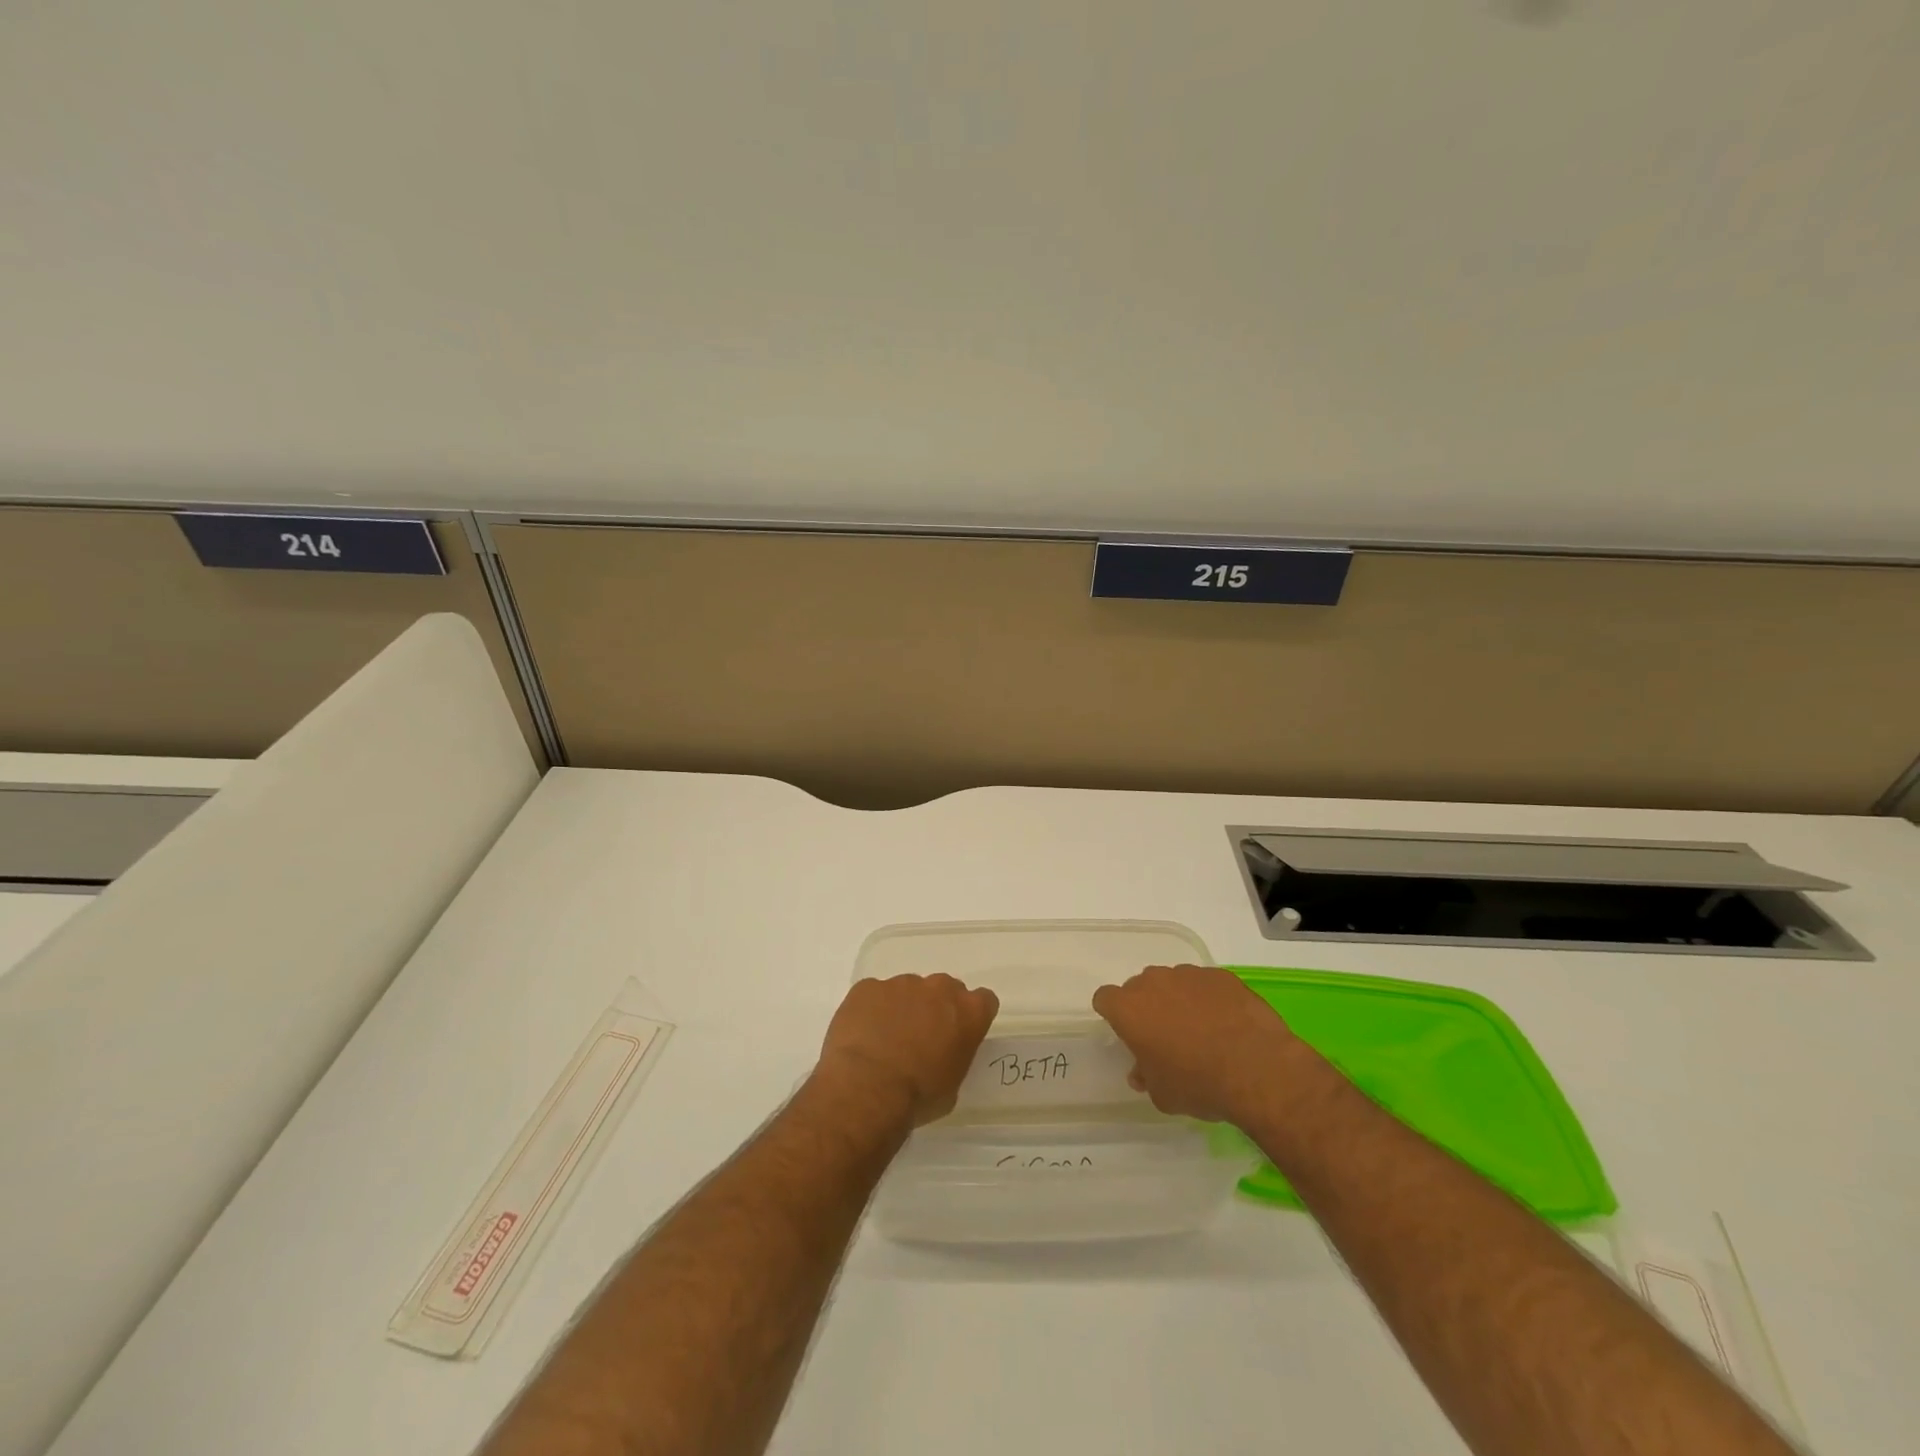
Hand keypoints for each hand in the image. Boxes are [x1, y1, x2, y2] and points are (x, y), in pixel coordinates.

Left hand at [816, 974, 999, 1127]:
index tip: (960, 1034)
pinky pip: (874, 994)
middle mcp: (939, 988)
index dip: (972, 1016)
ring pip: (907, 990)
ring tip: (884, 1040)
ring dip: (902, 1008)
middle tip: (921, 1038)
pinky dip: (871, 1010)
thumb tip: (941, 1055)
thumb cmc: (918, 1096)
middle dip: (935, 1008)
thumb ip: (954, 1057)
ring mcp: (902, 983)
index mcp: (969, 1012)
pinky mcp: (868, 986)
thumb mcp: (952, 1086)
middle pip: (944, 990)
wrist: (867, 1088)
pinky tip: (863, 1036)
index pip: (984, 1001)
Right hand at [1093, 965, 1301, 1124]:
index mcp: (1129, 1009)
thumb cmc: (1198, 1083)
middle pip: (1140, 987)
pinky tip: (1226, 1023)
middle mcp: (1154, 982)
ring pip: (1173, 982)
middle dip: (1147, 1006)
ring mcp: (1189, 975)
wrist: (1256, 1069)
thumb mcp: (1162, 1094)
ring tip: (1201, 1029)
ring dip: (1178, 1000)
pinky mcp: (1220, 975)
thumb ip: (1146, 1076)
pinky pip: (1205, 984)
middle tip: (1165, 1035)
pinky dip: (1209, 999)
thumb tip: (1142, 1071)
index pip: (1105, 999)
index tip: (1127, 1033)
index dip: (1114, 1015)